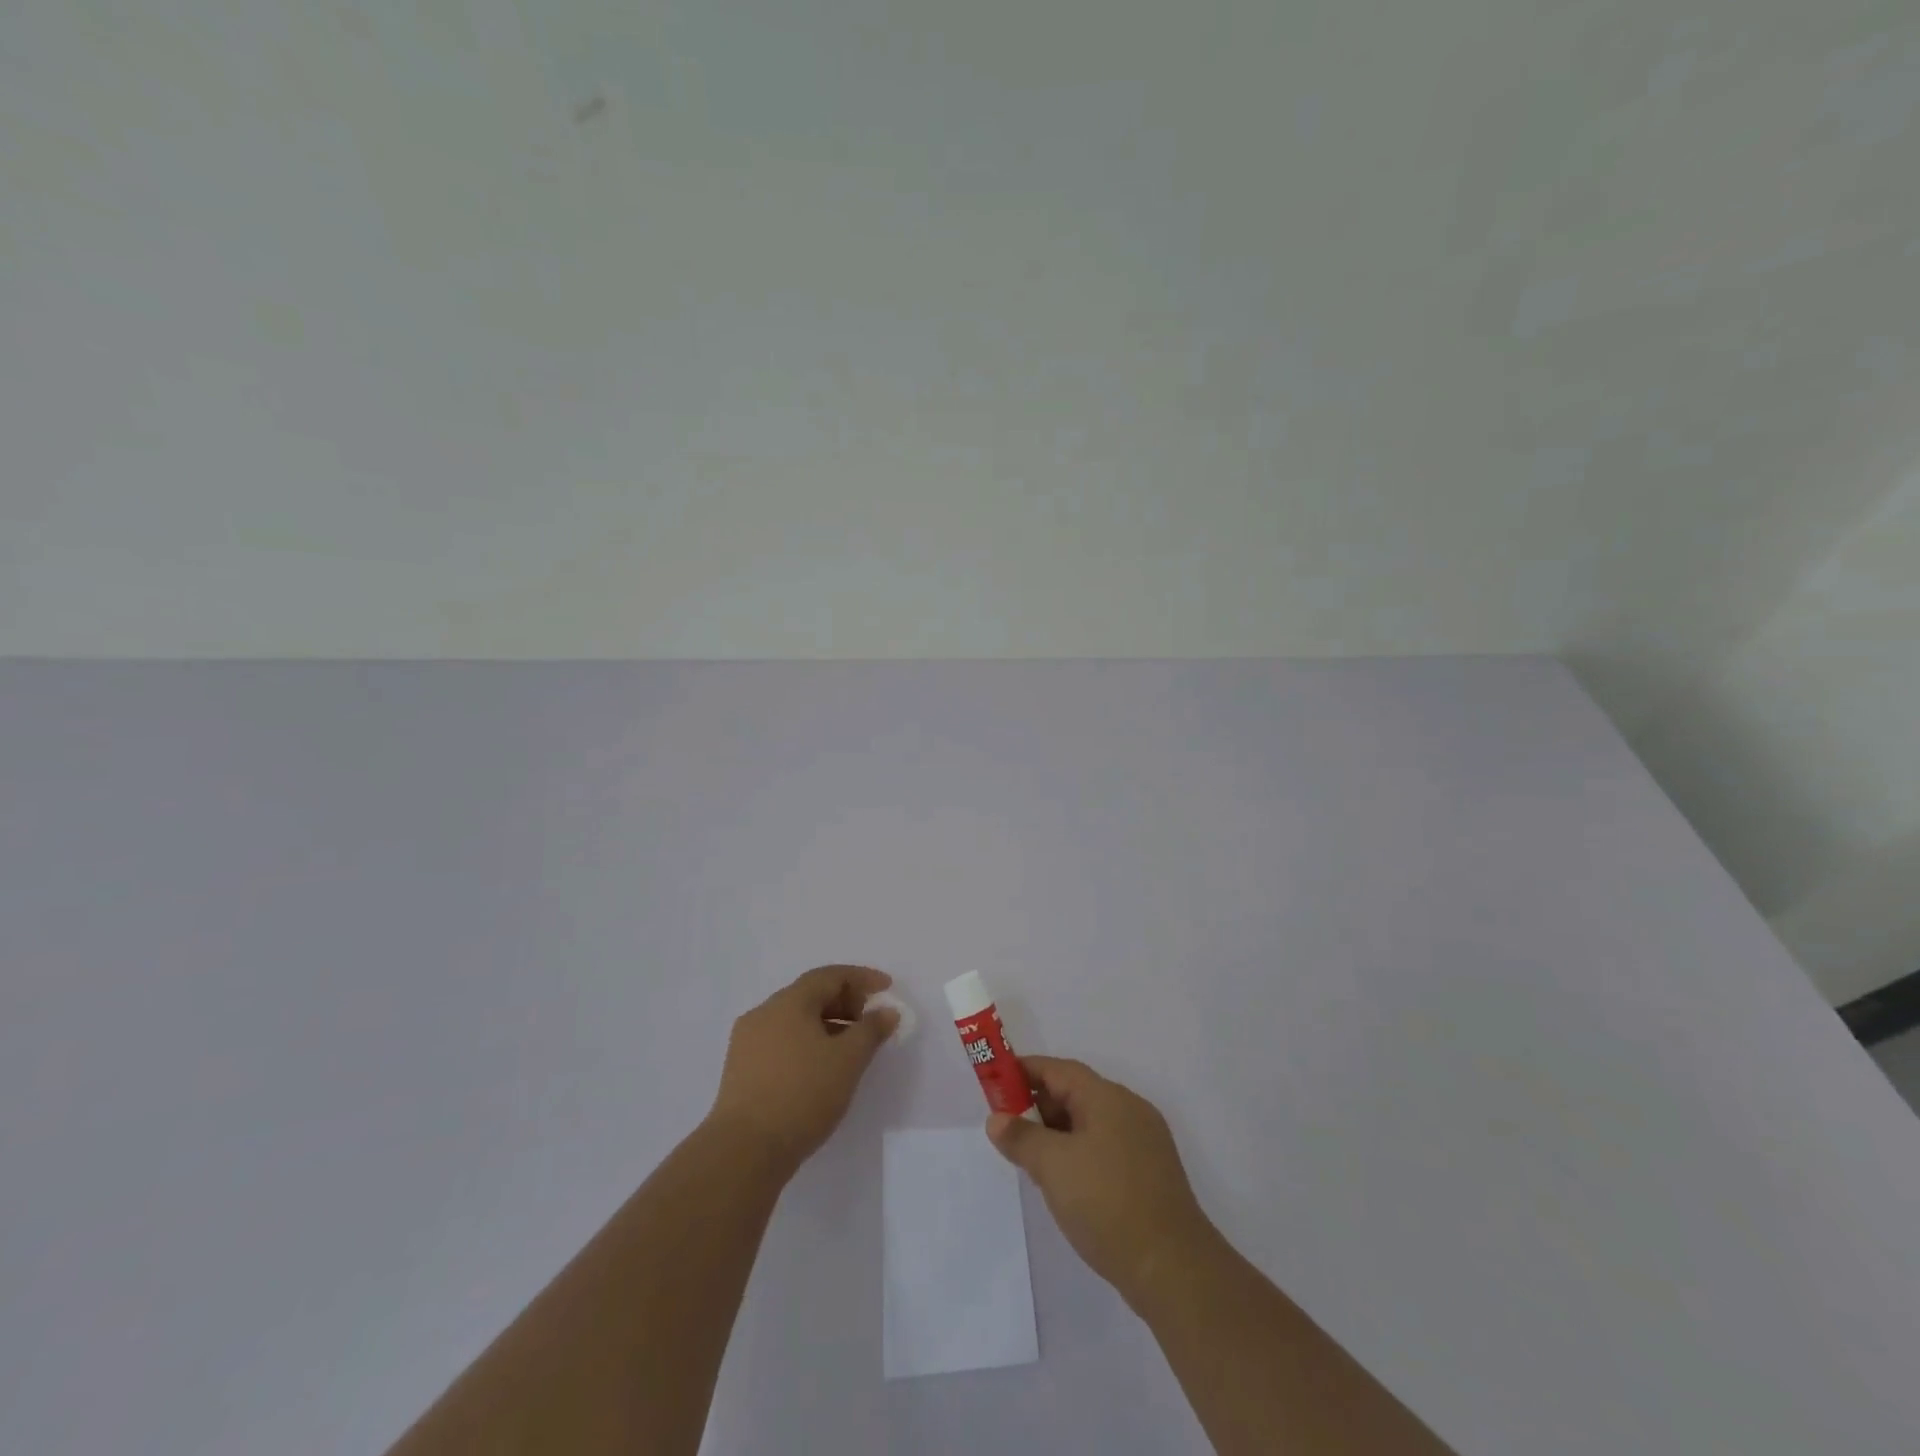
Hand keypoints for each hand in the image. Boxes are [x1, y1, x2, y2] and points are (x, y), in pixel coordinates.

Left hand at [707, 965, 899, 1172]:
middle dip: (845, 1002)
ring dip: (826, 1025)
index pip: (830, 976)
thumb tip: (886, 1011)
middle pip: (810, 994)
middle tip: (870, 1021)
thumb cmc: (802, 1095)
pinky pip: (781, 1041)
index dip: (862, 978)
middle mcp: (764, 1013)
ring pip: (795, 1020)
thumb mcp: (848, 1061)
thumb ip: (871, 1030)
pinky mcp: (740, 1069)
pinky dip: (806, 1043)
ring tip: (850, 1048)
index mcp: (789, 1002)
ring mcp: (747, 1041)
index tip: (887, 988)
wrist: (743, 1151)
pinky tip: (820, 1068)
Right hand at [987, 1056, 1217, 1308]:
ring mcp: (1145, 1141)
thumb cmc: (1106, 1202)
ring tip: (1030, 1157)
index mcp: (1108, 1097)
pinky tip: (1065, 1182)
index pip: (1059, 1070)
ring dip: (1058, 1132)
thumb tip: (996, 1119)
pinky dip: (1079, 1152)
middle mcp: (1130, 1109)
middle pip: (1076, 1093)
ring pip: (1090, 1123)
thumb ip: (1021, 1138)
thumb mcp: (1053, 1166)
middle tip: (1008, 1126)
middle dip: (1039, 1105)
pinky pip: (1105, 1147)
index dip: (1025, 1072)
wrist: (1172, 1268)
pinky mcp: (1151, 1173)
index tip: (996, 1082)